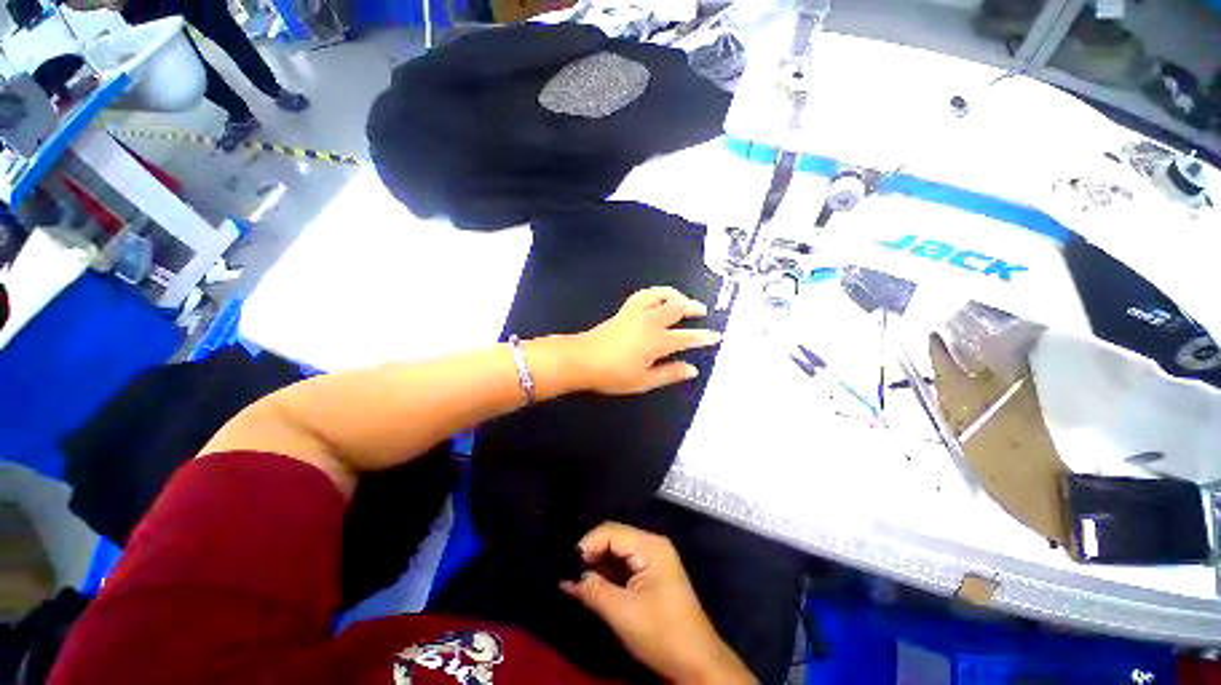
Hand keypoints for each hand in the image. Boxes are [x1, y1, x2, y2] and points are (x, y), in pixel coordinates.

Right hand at [561, 523, 755, 684]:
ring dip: (597, 566)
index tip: (568, 566)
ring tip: (575, 580)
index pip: (611, 531)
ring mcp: (652, 559)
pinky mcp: (650, 575)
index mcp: (650, 545)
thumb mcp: (622, 612)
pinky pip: (623, 566)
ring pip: (617, 553)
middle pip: (614, 538)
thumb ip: (593, 591)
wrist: (696, 662)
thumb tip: (567, 579)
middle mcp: (651, 545)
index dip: (587, 544)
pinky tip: (591, 586)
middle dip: (591, 554)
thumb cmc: (661, 633)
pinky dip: (607, 575)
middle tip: (569, 573)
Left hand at [570, 287, 720, 395]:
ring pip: (660, 295)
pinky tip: (658, 298)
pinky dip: (656, 293)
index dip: (703, 337)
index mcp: (657, 341)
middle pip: (676, 308)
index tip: (717, 336)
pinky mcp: (625, 310)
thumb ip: (669, 373)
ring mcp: (636, 312)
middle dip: (692, 307)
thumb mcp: (644, 381)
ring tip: (682, 298)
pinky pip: (644, 295)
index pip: (686, 337)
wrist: (582, 359)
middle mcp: (650, 322)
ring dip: (675, 294)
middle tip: (702, 311)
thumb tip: (692, 370)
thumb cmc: (613, 374)